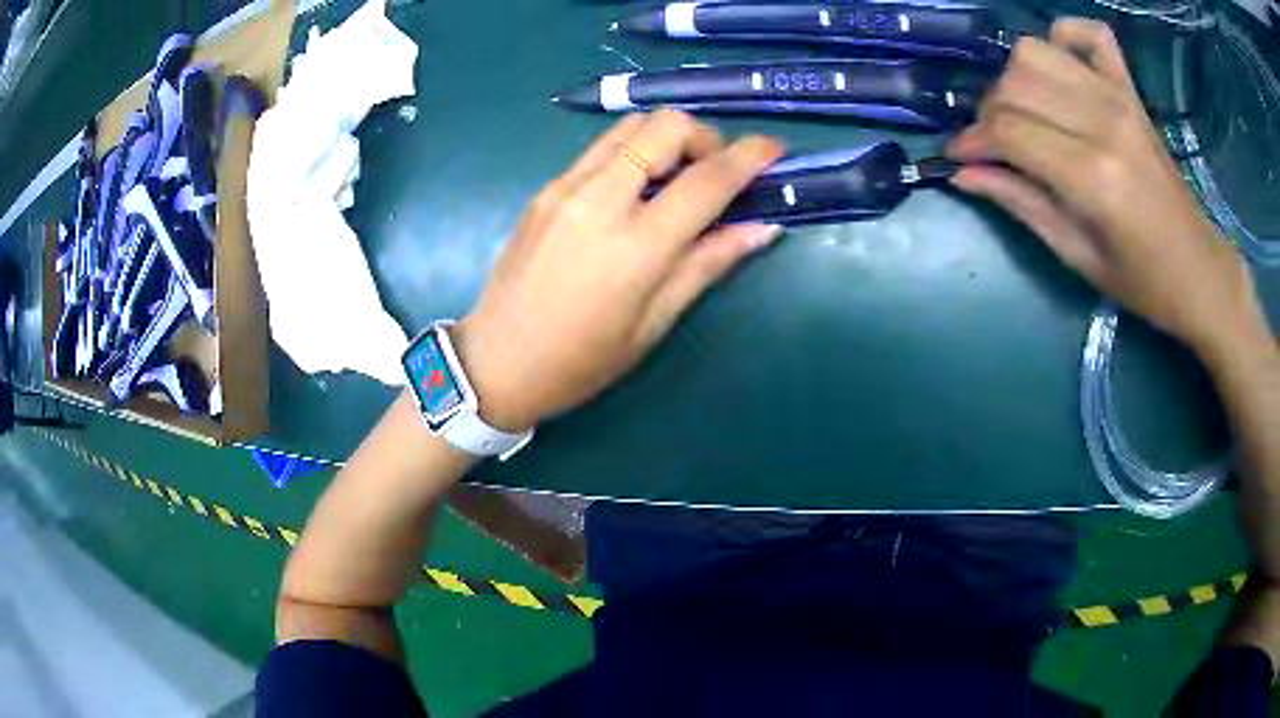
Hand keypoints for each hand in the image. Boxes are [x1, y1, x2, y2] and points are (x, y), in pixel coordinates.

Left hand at [453, 111, 783, 430]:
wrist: (495, 363)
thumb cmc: (580, 361)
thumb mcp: (653, 323)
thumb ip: (708, 263)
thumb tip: (763, 227)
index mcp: (635, 246)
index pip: (707, 179)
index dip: (750, 157)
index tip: (775, 149)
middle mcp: (599, 200)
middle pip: (664, 126)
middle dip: (704, 136)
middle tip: (717, 172)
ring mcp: (565, 188)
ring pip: (629, 127)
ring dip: (667, 137)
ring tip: (678, 177)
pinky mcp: (545, 189)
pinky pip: (600, 148)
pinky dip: (633, 151)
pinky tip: (637, 189)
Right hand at [947, 19, 1262, 358]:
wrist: (1199, 270)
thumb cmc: (1143, 280)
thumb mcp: (1077, 256)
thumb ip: (1021, 204)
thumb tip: (965, 173)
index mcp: (1093, 177)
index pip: (1007, 131)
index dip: (971, 141)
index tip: (958, 158)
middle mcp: (1103, 122)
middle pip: (1015, 84)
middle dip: (989, 113)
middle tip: (994, 146)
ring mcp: (1119, 97)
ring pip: (1036, 51)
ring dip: (1015, 78)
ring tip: (1023, 112)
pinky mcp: (1130, 89)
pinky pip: (1089, 33)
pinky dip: (1064, 36)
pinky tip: (1060, 65)